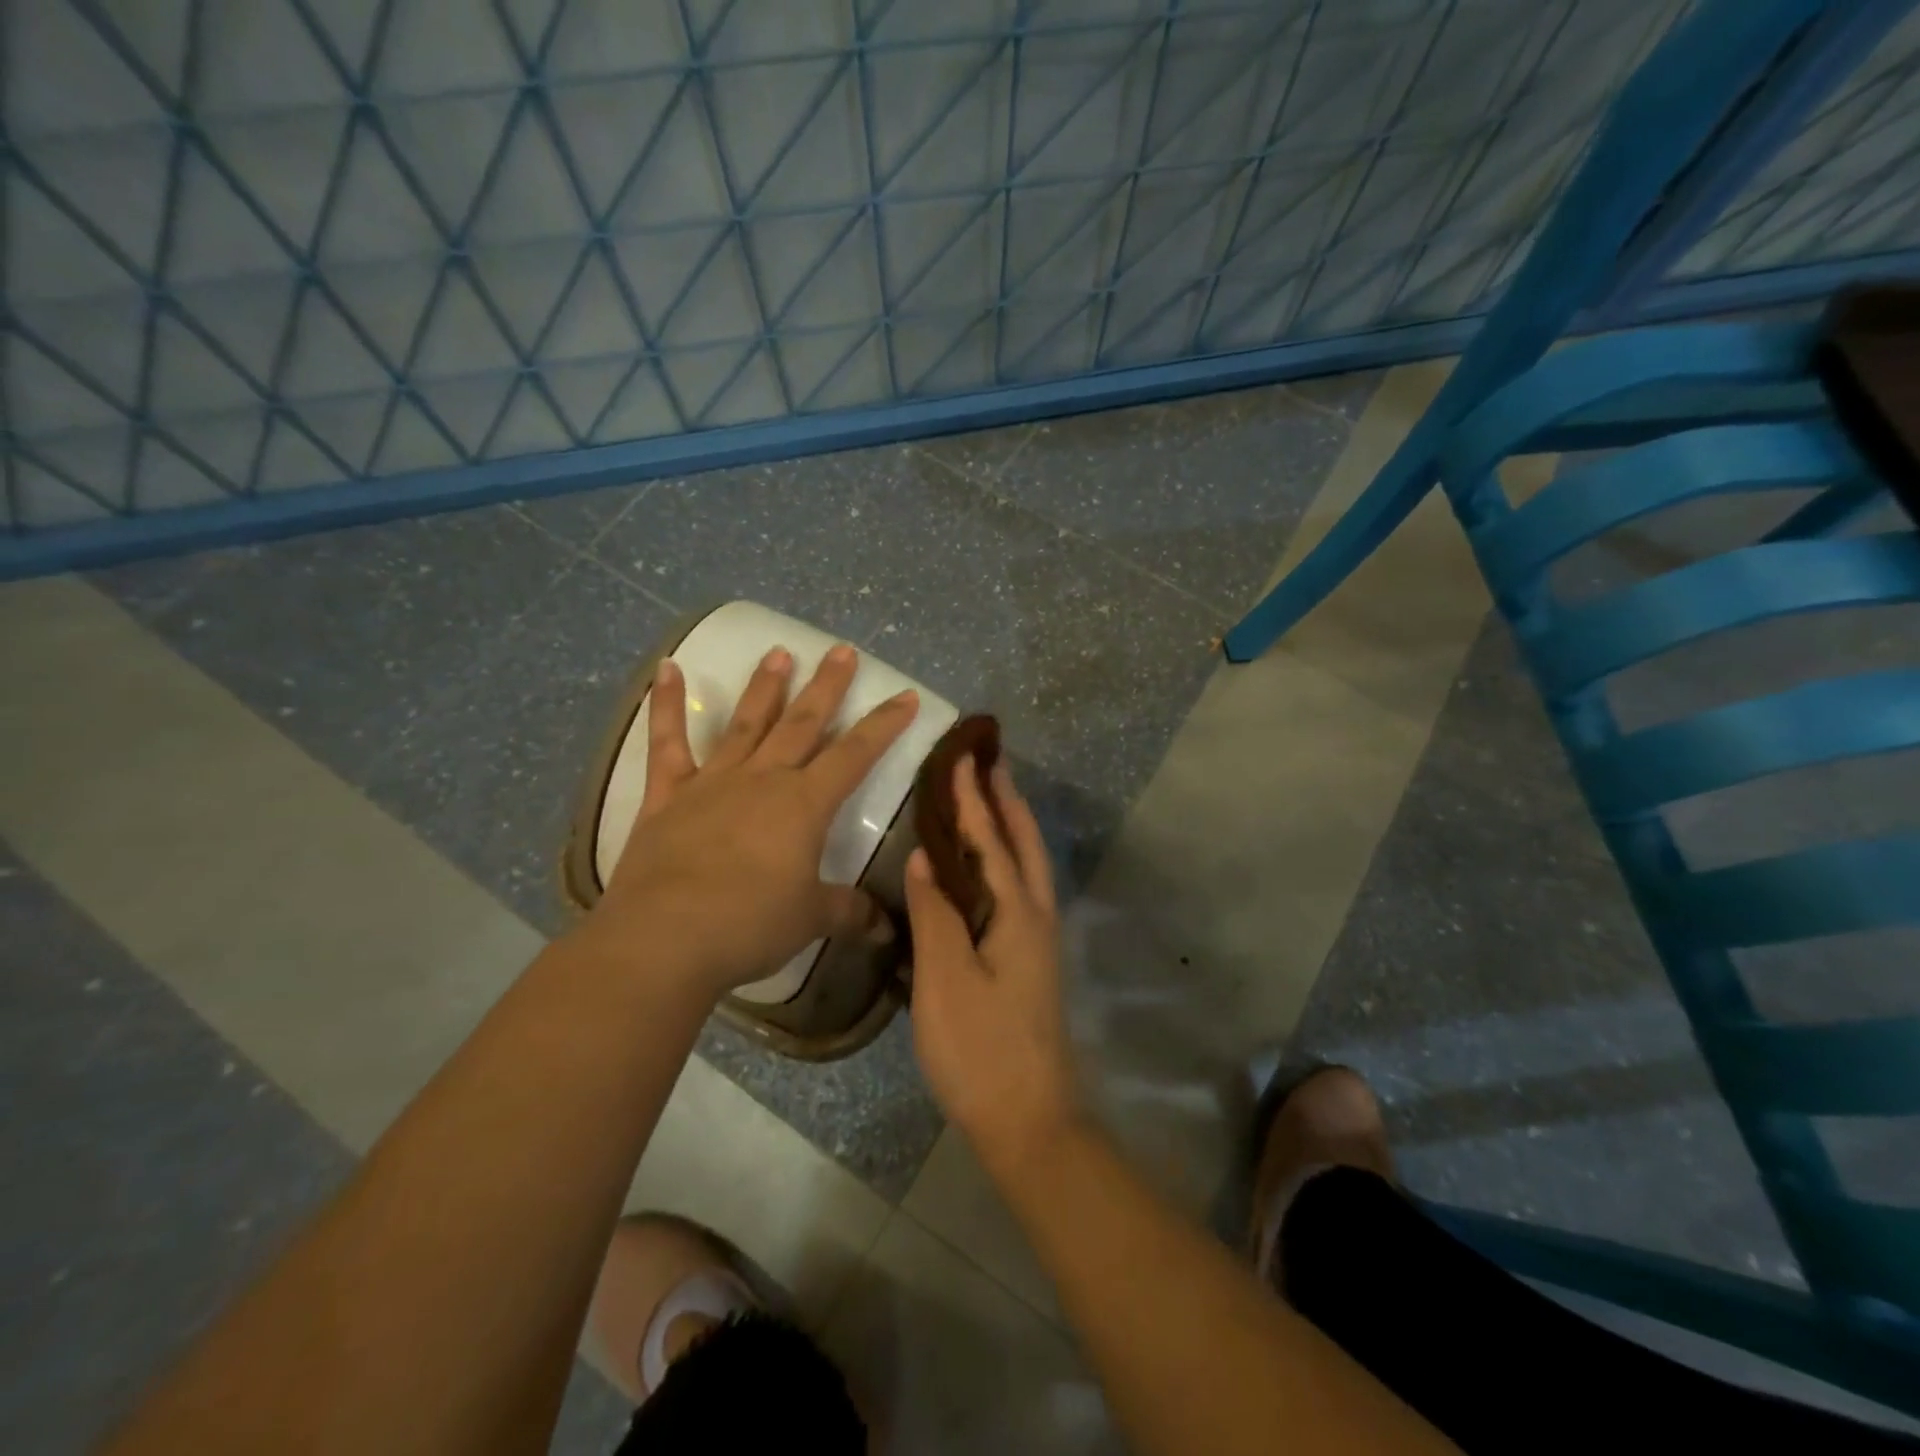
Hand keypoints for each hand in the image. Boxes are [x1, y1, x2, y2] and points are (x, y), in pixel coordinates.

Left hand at [579, 643, 918, 998]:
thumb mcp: (811, 919)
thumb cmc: (750, 925)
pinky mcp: (667, 796)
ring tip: (779, 653)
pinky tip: (667, 669)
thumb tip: (886, 929)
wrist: (664, 940)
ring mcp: (712, 782)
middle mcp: (763, 779)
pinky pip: (667, 743)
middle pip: (802, 723)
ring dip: (765, 687)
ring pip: (746, 723)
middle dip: (827, 687)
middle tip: (842, 650)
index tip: (906, 695)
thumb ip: (850, 913)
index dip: (884, 724)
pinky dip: (666, 705)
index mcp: (804, 804)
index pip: (856, 754)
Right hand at [905, 756, 1079, 1172]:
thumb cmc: (981, 1048)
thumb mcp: (945, 979)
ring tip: (990, 800)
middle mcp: (1036, 917)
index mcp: (1018, 913)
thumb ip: (936, 913)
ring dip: (1011, 827)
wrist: (1029, 1121)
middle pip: (1024, 844)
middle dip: (1007, 801)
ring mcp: (1038, 941)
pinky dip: (1006, 860)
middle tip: (990, 763)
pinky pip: (1020, 890)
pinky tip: (987, 868)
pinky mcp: (1031, 962)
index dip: (974, 799)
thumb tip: (926, 857)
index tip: (962, 758)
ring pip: (1027, 866)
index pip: (991, 841)